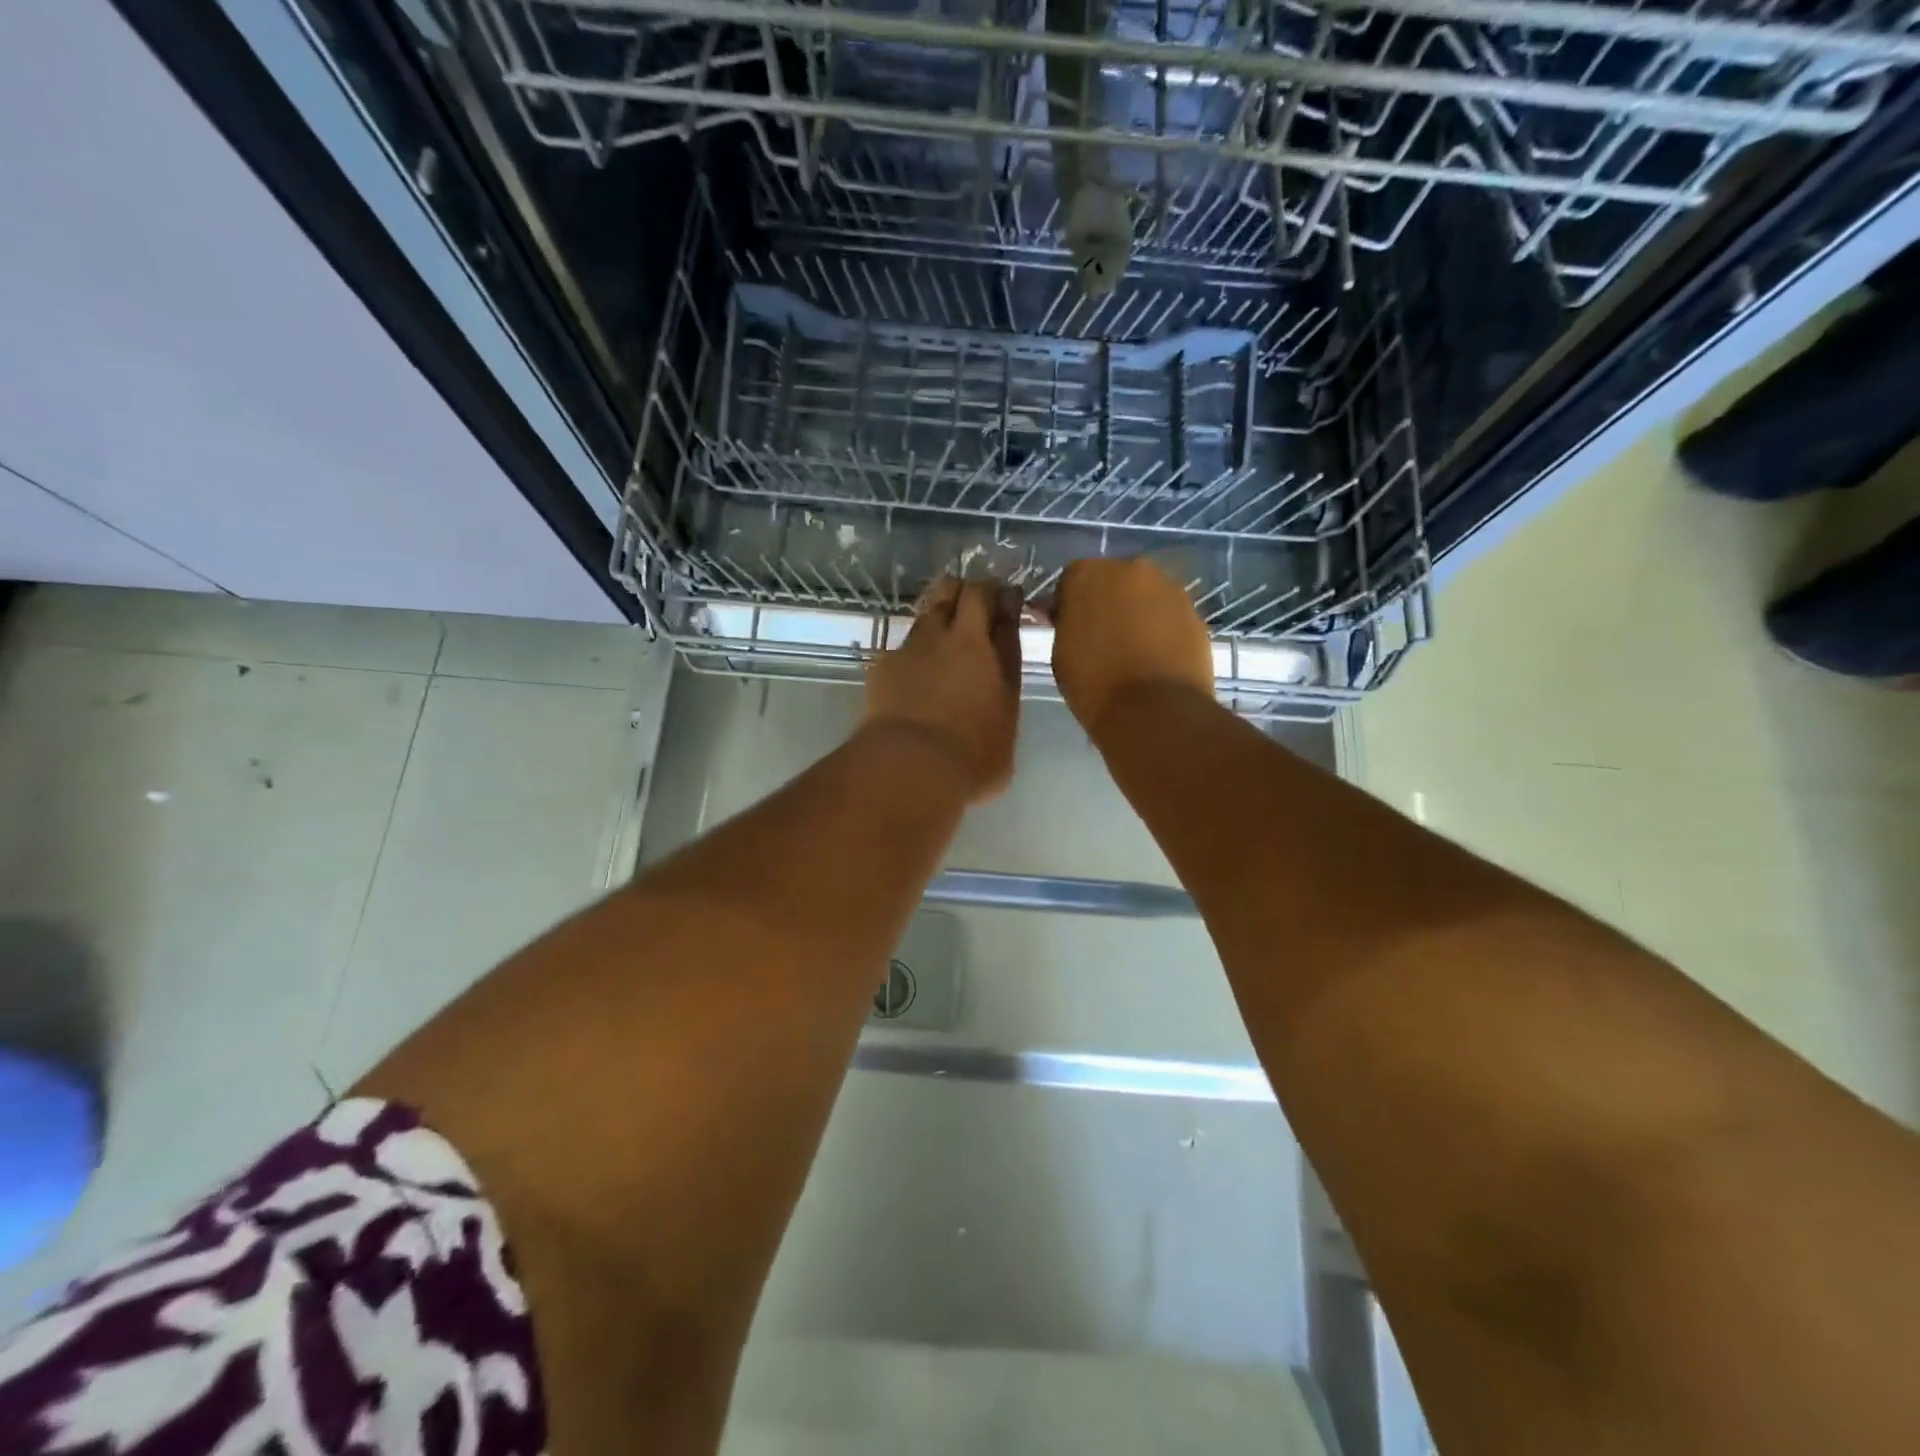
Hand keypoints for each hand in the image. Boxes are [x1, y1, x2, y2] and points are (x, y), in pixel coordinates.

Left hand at [864, 576, 1023, 802]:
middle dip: (973, 590)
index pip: (1000, 605)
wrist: (908, 765)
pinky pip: (904, 644)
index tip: (1009, 599)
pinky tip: (915, 670)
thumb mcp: (1006, 726)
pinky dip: (915, 650)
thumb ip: (1003, 689)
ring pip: (929, 609)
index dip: (1005, 598)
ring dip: (941, 611)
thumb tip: (997, 674)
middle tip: (979, 603)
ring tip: (946, 630)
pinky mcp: (884, 663)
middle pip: (962, 591)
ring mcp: (914, 646)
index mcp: (988, 650)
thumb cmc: (972, 757)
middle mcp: (953, 638)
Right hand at [1048, 557, 1214, 734]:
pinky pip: (1171, 617)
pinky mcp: (1196, 613)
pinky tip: (1158, 659)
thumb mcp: (1061, 652)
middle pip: (1114, 581)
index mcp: (1089, 574)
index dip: (1071, 605)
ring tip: (1134, 651)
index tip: (1071, 628)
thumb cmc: (1093, 683)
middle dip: (1108, 603)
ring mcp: (1170, 589)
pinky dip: (1164, 630)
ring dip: (1139, 614)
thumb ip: (1067, 624)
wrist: (1152, 710)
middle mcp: (1132, 569)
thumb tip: (1072, 617)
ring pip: (1147, 596)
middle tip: (1103, 638)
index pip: (1073, 580)